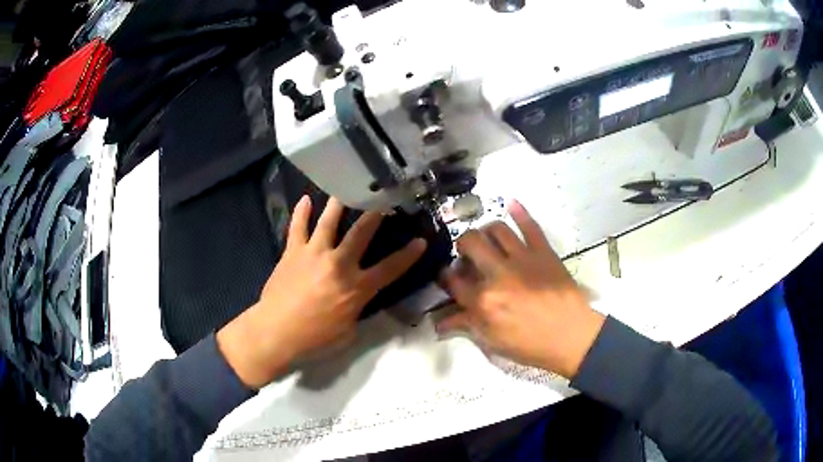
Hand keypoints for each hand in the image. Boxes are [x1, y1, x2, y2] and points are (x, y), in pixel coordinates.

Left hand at [217, 196, 426, 388]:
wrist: (276, 332)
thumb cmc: (314, 338)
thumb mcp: (348, 330)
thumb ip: (357, 308)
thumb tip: (359, 296)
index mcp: (356, 287)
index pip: (390, 268)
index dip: (408, 255)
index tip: (421, 240)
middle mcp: (338, 264)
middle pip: (361, 233)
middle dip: (376, 214)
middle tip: (384, 199)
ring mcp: (314, 254)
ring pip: (329, 222)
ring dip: (339, 204)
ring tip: (346, 188)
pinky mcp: (292, 252)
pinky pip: (297, 227)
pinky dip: (301, 212)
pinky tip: (305, 199)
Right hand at [438, 201, 604, 378]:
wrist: (571, 337)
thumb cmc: (531, 345)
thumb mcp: (493, 342)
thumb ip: (466, 326)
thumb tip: (438, 322)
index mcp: (483, 301)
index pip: (453, 280)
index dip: (444, 275)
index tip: (446, 274)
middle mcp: (498, 274)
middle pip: (470, 243)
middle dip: (462, 244)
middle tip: (466, 252)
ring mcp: (522, 259)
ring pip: (497, 229)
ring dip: (486, 229)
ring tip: (486, 237)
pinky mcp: (544, 252)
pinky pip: (530, 226)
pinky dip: (520, 212)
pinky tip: (511, 203)